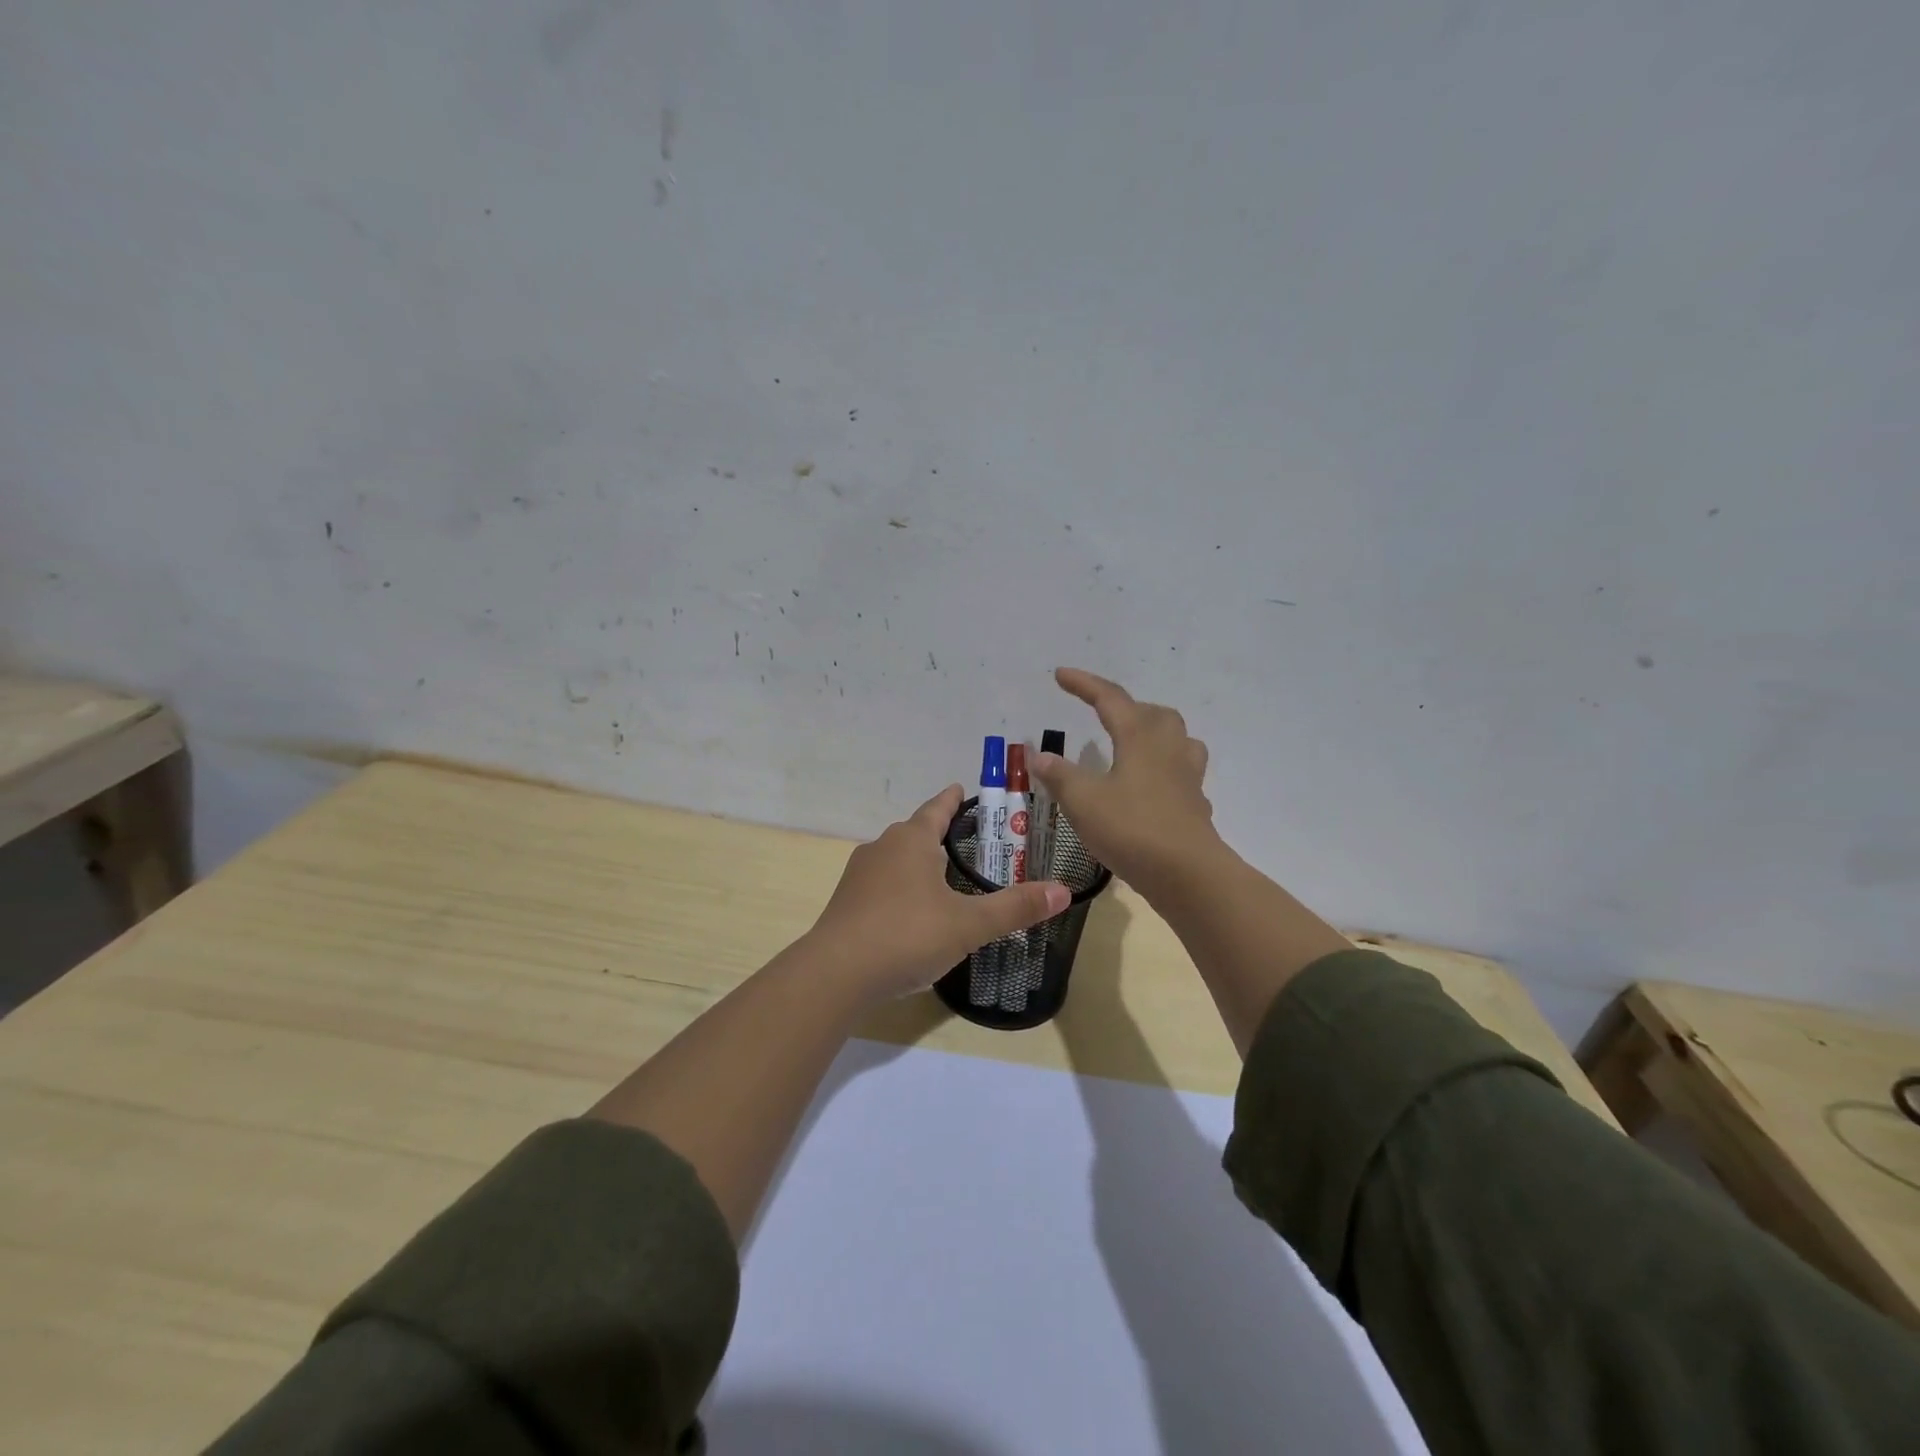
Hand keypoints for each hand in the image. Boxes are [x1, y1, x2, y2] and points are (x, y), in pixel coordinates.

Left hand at [801, 784, 1069, 1003]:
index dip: (953, 799)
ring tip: (944, 879)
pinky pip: (881, 885)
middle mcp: (882, 847)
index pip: (937, 808)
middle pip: (915, 832)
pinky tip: (912, 913)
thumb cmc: (907, 935)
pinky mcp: (846, 902)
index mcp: (911, 840)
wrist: (836, 973)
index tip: (962, 789)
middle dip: (939, 834)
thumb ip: (1015, 907)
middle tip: (969, 844)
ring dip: (918, 863)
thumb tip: (1064, 891)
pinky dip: (900, 889)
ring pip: (896, 859)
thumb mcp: (969, 924)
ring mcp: (859, 875)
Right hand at [1031, 668, 1221, 895]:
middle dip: (1127, 708)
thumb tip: (1038, 754)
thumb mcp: (1083, 801)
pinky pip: (1182, 774)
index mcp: (1140, 737)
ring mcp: (1188, 777)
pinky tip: (1149, 790)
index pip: (1110, 698)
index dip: (1084, 684)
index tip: (1060, 675)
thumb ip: (1059, 775)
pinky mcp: (1195, 805)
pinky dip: (1164, 772)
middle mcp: (1168, 749)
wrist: (1188, 874)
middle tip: (1104, 717)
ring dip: (1155, 734)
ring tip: (1133, 746)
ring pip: (1177, 740)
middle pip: (1153, 713)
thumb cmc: (1132, 829)